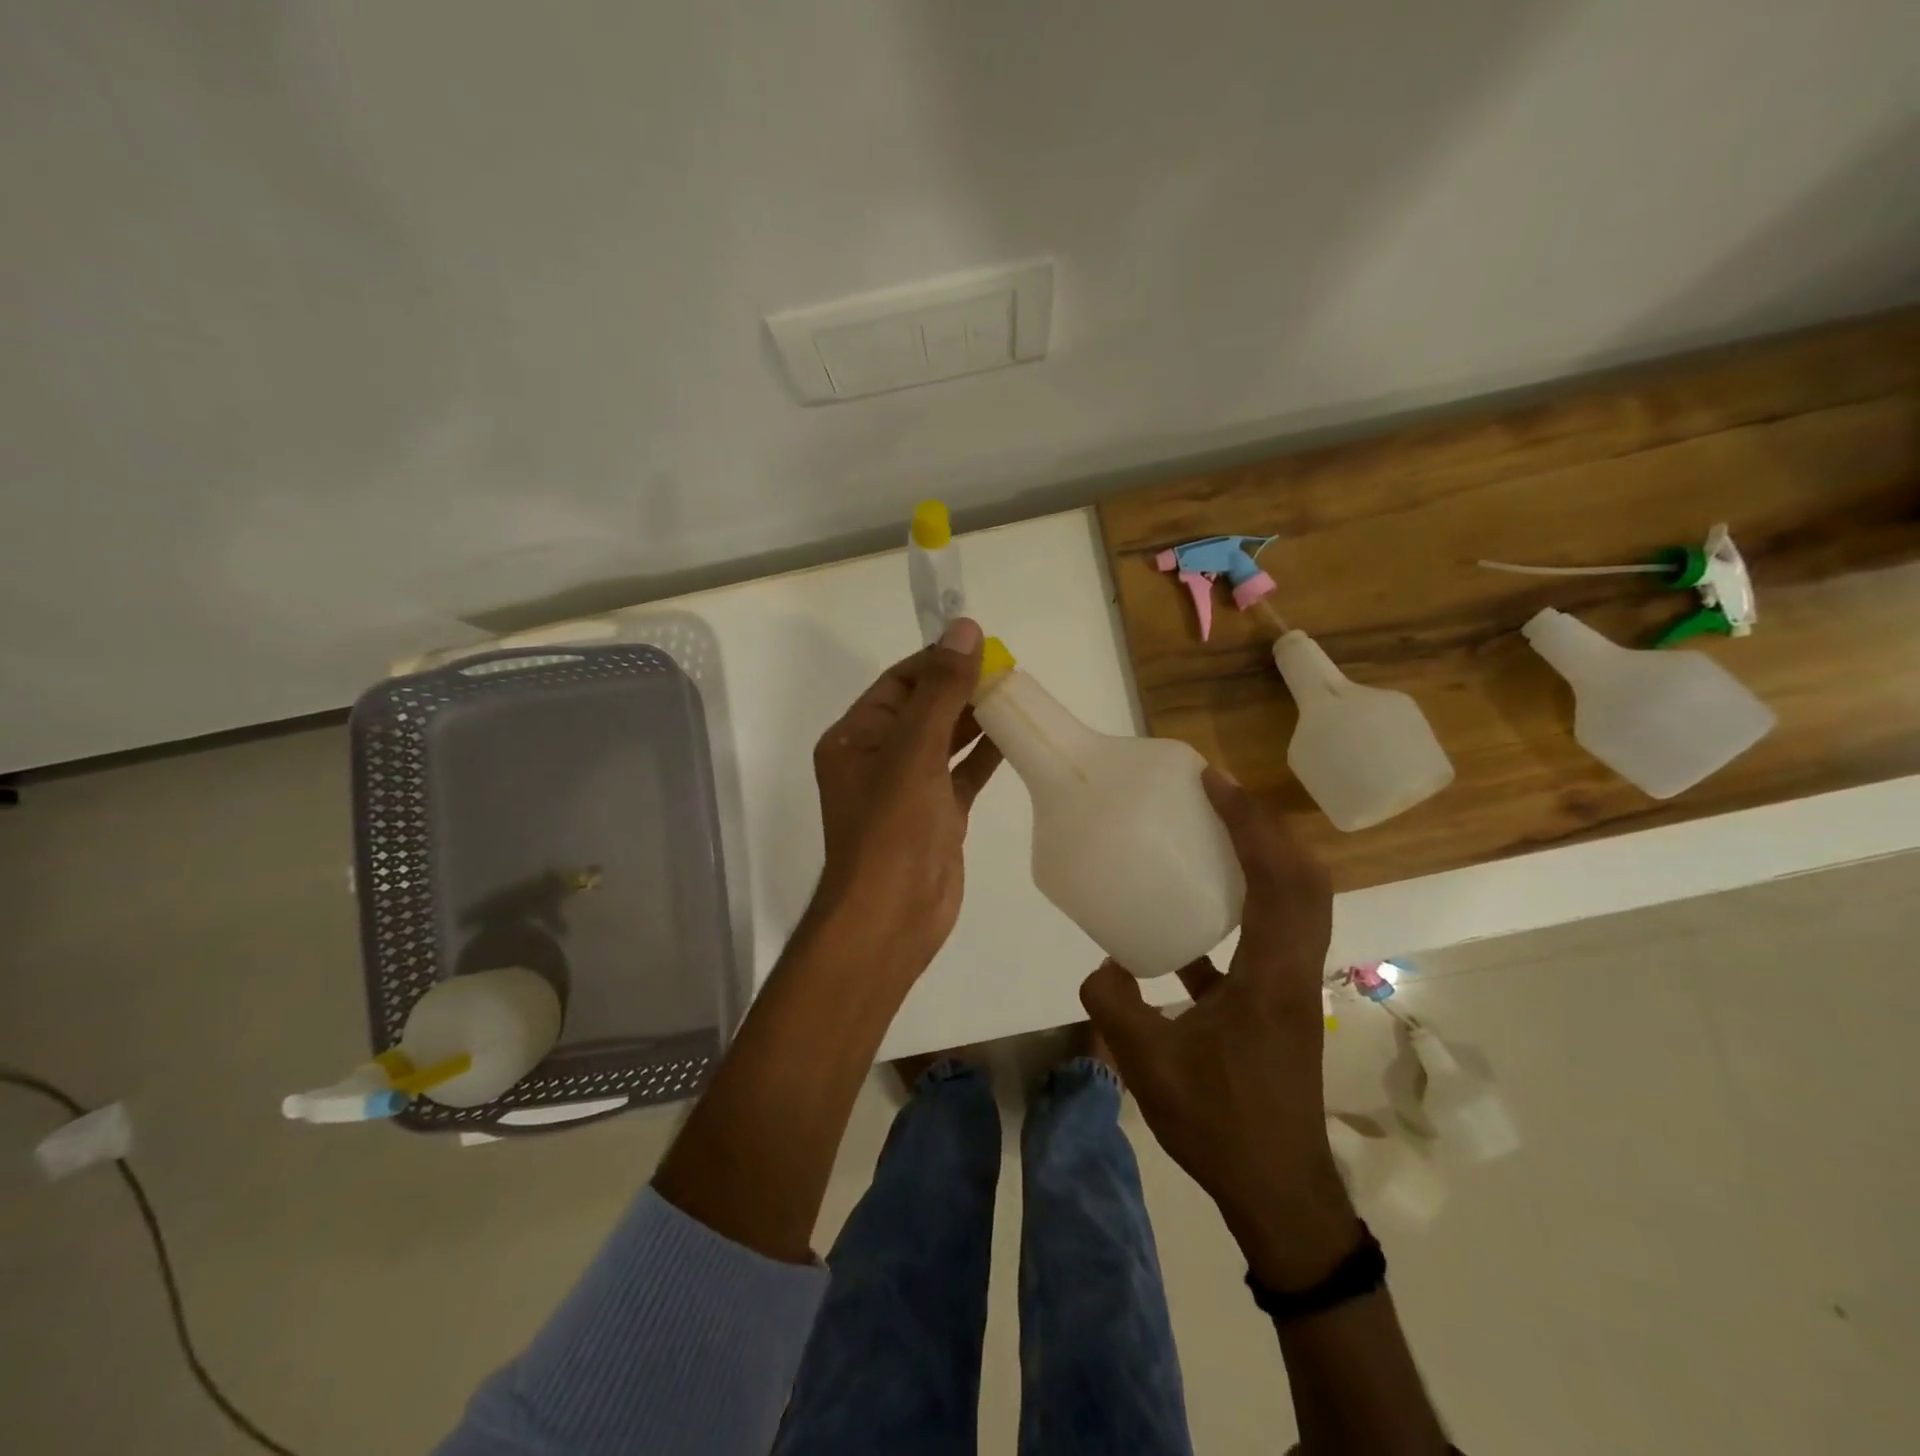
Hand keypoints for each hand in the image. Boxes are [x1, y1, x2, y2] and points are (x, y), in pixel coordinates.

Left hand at [808, 618, 1001, 983]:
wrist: (893, 915)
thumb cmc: (892, 827)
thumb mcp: (914, 749)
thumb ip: (941, 690)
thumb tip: (964, 629)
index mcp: (856, 737)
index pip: (899, 682)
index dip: (937, 661)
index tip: (981, 646)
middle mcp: (878, 757)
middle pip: (924, 708)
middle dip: (961, 688)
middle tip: (1008, 669)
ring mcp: (909, 788)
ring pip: (946, 740)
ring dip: (976, 719)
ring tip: (1016, 694)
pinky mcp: (937, 814)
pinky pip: (962, 774)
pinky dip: (986, 755)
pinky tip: (1016, 736)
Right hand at [1080, 768, 1356, 1289]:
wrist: (1278, 1192)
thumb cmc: (1220, 1124)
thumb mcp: (1148, 1063)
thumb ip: (1114, 1002)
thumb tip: (1101, 963)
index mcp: (1272, 975)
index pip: (1277, 880)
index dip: (1250, 824)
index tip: (1215, 783)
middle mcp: (1295, 969)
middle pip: (1305, 880)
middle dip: (1267, 829)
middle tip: (1219, 798)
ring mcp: (1294, 986)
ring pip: (1298, 905)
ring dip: (1266, 861)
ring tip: (1217, 836)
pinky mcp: (1281, 1004)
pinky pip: (1273, 936)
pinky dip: (1246, 907)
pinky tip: (1196, 916)